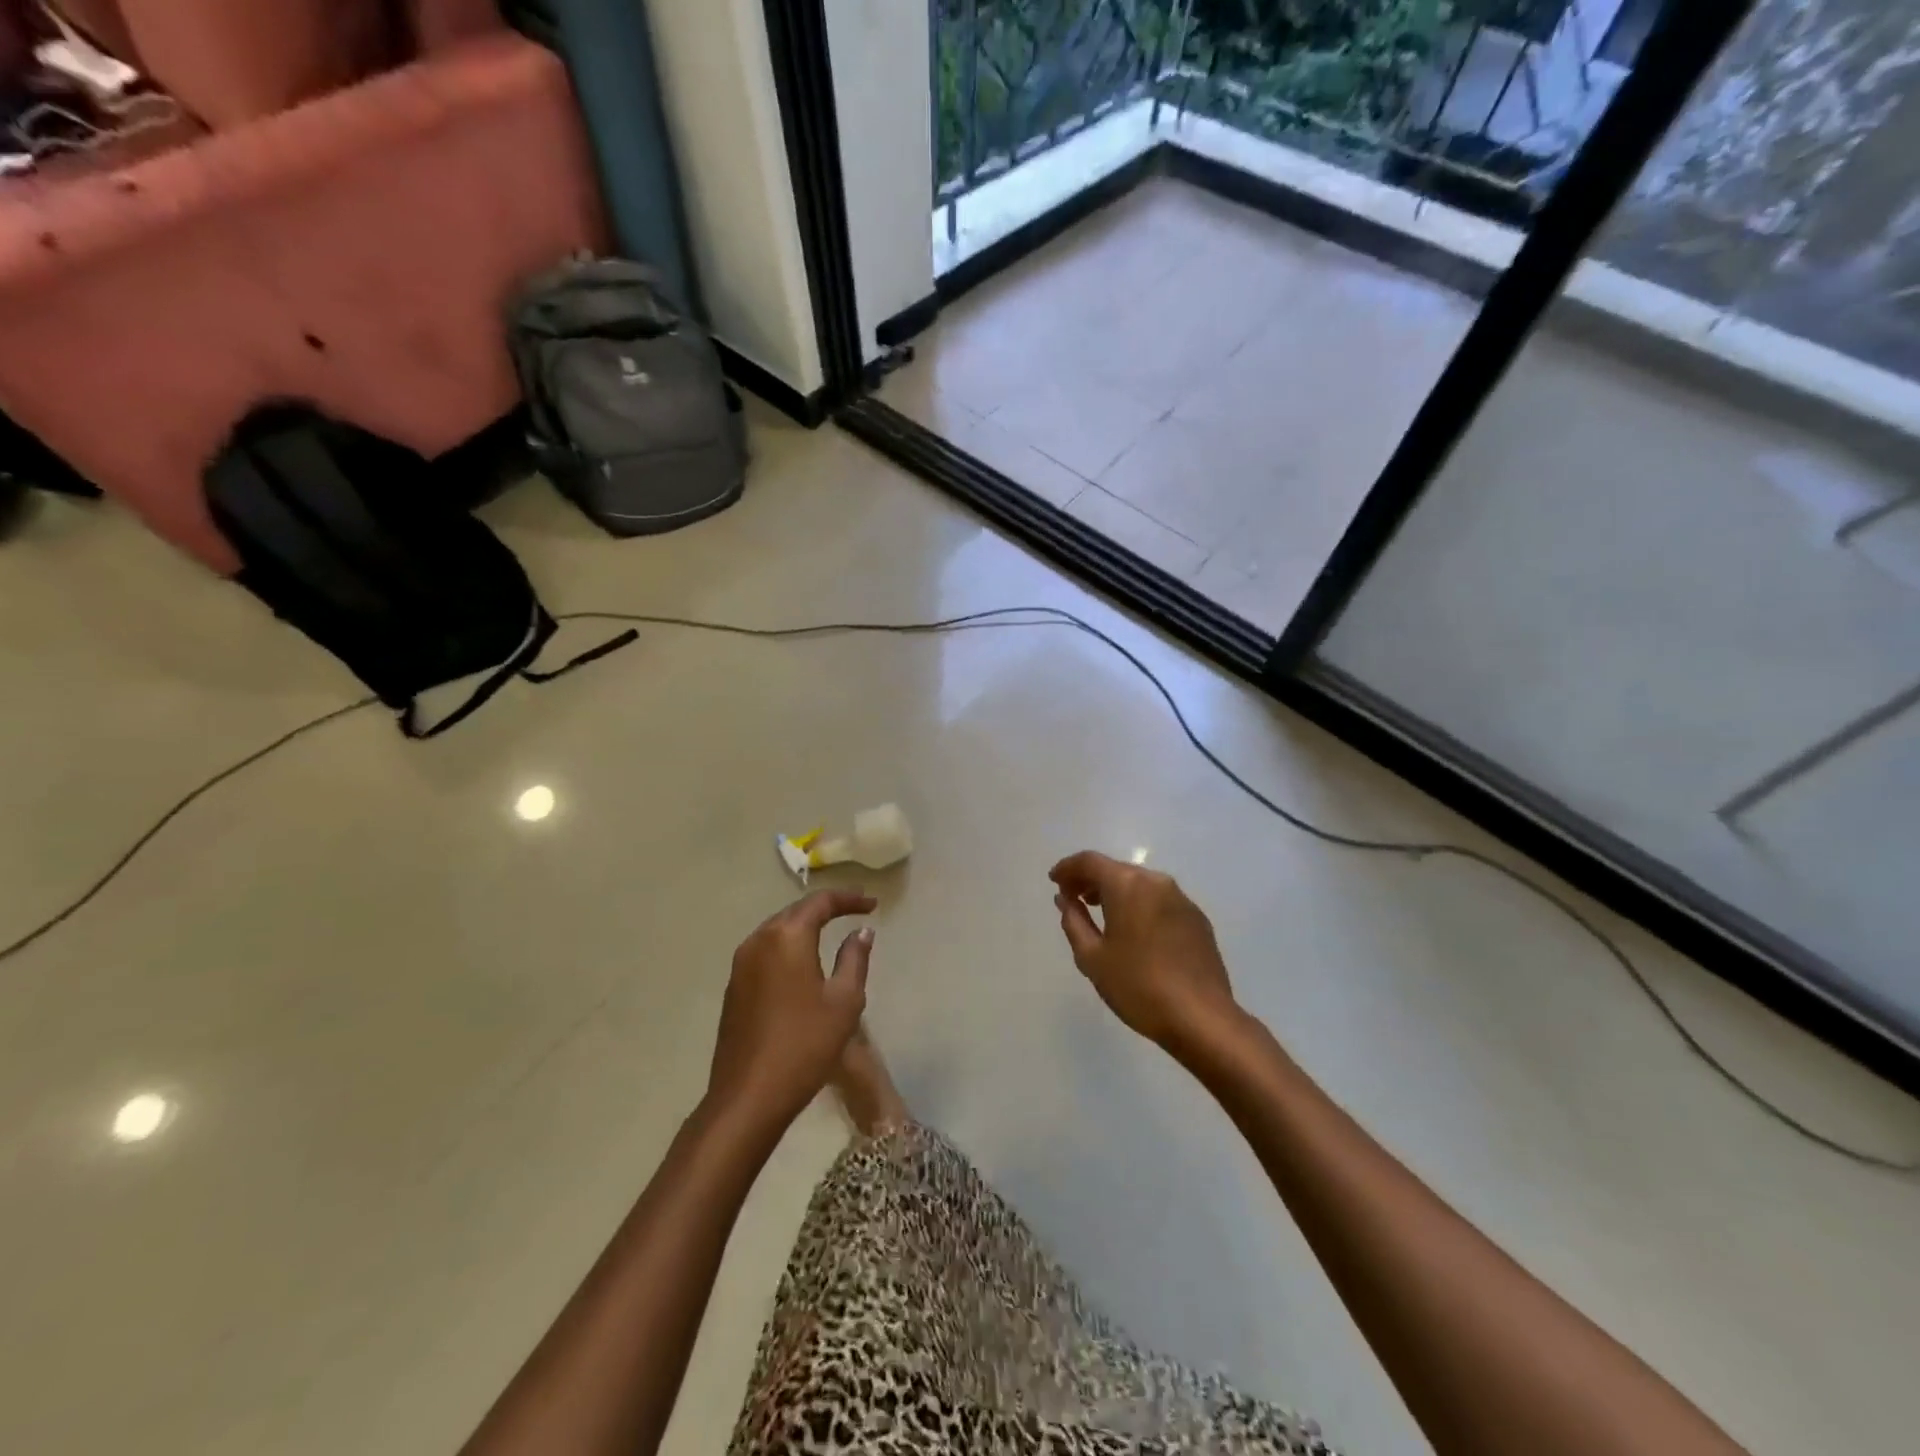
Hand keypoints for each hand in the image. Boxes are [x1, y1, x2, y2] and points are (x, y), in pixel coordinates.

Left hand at [708, 889, 876, 1131]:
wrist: (748, 1097)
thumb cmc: (805, 1045)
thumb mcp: (844, 1001)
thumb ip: (854, 958)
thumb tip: (861, 931)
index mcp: (787, 937)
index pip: (821, 902)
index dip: (849, 898)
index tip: (872, 904)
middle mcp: (759, 941)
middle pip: (796, 912)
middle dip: (826, 908)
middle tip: (854, 911)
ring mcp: (740, 964)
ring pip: (777, 931)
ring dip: (804, 927)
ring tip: (830, 932)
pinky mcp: (733, 987)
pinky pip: (765, 952)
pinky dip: (787, 947)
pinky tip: (802, 963)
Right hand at [1050, 852, 1237, 1053]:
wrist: (1202, 1018)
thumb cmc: (1138, 986)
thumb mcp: (1092, 958)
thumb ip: (1074, 921)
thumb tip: (1065, 899)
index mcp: (1127, 885)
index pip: (1090, 861)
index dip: (1067, 868)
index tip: (1054, 881)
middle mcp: (1156, 882)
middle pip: (1116, 869)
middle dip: (1091, 879)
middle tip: (1073, 898)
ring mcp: (1181, 899)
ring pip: (1140, 884)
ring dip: (1116, 892)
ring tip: (1100, 912)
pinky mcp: (1197, 919)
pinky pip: (1160, 901)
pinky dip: (1140, 905)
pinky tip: (1134, 931)